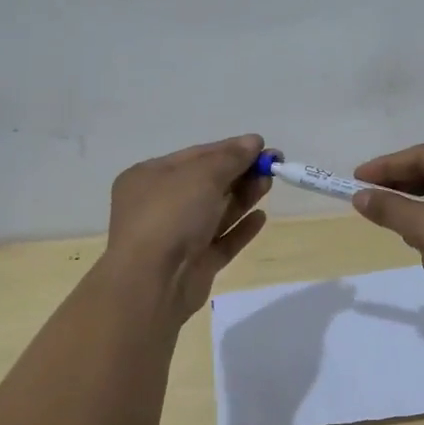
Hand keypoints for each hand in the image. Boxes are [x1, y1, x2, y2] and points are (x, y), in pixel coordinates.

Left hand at [101, 135, 270, 323]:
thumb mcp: (202, 175)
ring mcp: (177, 236)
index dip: (230, 149)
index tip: (262, 146)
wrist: (152, 283)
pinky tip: (261, 217)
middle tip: (274, 166)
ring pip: (217, 212)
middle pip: (208, 183)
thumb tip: (253, 141)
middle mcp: (160, 205)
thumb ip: (231, 157)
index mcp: (150, 177)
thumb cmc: (170, 216)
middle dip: (240, 172)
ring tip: (269, 184)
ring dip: (243, 196)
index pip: (196, 156)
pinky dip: (240, 228)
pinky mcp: (194, 263)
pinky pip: (221, 241)